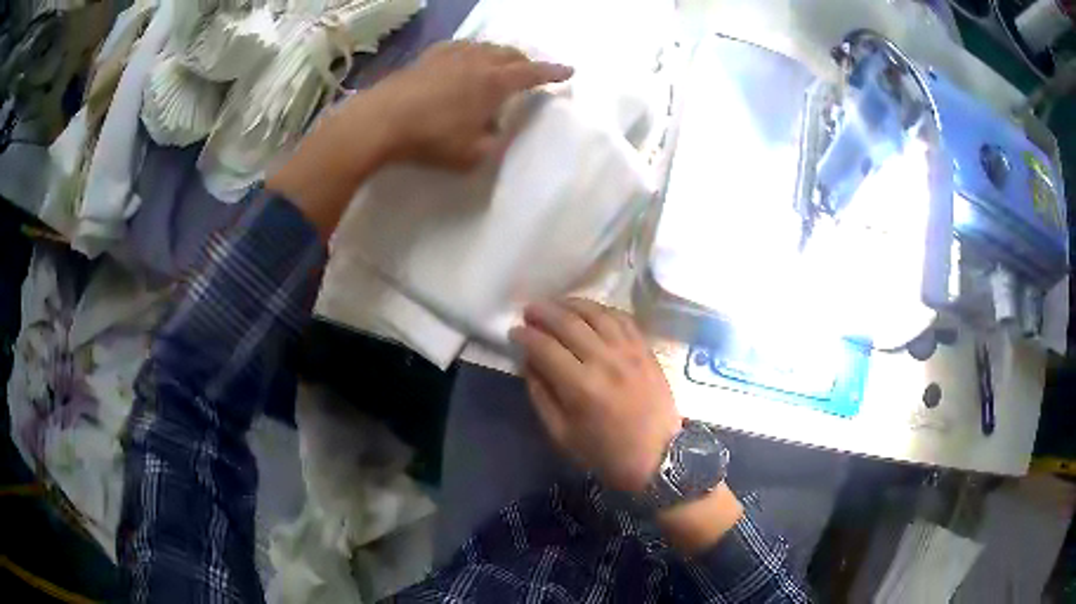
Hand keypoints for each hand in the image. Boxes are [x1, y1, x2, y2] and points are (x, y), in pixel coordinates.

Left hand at [369, 41, 573, 168]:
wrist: (380, 121)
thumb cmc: (431, 139)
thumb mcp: (473, 155)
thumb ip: (495, 144)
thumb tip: (498, 131)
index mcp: (494, 82)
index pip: (532, 73)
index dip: (553, 73)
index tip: (569, 71)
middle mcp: (477, 60)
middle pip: (510, 53)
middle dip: (526, 62)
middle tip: (531, 73)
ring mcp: (451, 55)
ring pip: (485, 47)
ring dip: (499, 55)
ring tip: (500, 65)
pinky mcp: (428, 57)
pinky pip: (459, 47)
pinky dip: (472, 52)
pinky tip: (464, 60)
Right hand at [510, 299, 681, 492]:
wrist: (658, 457)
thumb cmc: (605, 453)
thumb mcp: (561, 435)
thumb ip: (541, 395)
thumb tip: (529, 362)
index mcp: (581, 387)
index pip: (545, 347)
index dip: (525, 336)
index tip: (514, 332)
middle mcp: (605, 361)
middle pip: (568, 323)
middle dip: (543, 313)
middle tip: (529, 311)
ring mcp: (629, 351)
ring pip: (596, 313)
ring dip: (571, 304)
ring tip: (555, 305)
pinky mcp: (646, 349)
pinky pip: (622, 318)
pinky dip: (601, 310)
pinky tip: (589, 311)